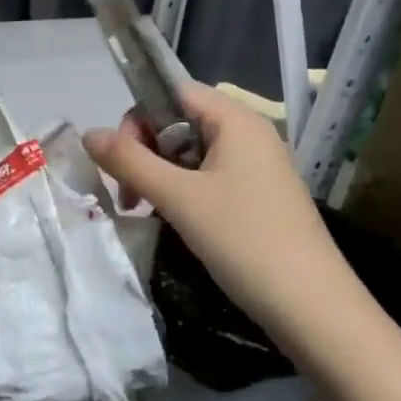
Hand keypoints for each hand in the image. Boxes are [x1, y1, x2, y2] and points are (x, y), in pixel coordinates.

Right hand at [82, 82, 354, 350]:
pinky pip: (209, 177)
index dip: (139, 118)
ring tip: (147, 210)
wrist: (312, 308)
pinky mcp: (259, 196)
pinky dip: (183, 191)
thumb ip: (129, 161)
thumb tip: (87, 133)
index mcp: (236, 120)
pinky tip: (176, 220)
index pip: (173, 92)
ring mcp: (257, 167)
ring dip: (160, 175)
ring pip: (191, 153)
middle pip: (179, 121)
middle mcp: (249, 134)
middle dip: (145, 151)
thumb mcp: (178, 198)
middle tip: (131, 194)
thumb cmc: (244, 240)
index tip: (122, 160)